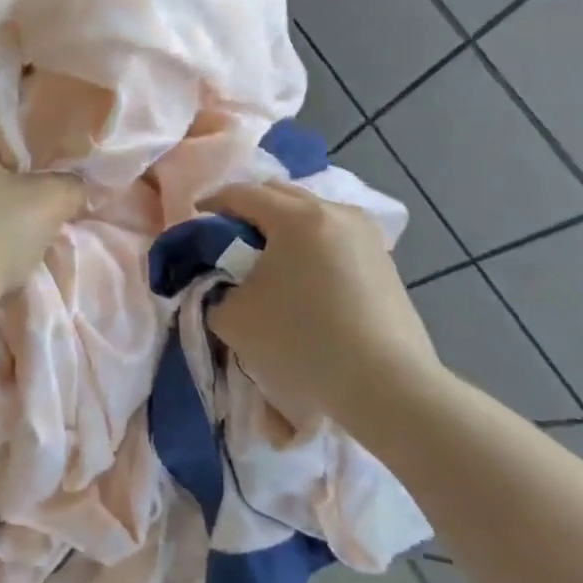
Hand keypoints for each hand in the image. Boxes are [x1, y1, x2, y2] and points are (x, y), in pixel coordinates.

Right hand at [204, 183, 444, 428]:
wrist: (388, 388)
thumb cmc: (303, 343)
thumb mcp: (233, 318)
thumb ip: (213, 289)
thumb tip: (222, 282)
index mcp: (296, 216)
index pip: (241, 193)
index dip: (211, 204)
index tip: (194, 220)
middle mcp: (335, 212)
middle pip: (278, 194)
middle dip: (247, 210)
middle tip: (226, 239)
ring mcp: (366, 234)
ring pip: (310, 213)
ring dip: (280, 227)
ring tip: (265, 260)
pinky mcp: (383, 260)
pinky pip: (332, 236)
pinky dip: (308, 244)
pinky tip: (301, 278)